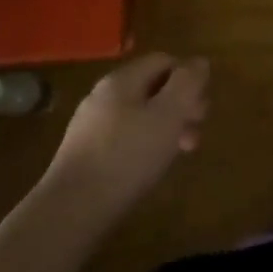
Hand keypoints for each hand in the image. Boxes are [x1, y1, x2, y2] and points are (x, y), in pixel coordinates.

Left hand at [45, 54, 209, 216]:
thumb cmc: (127, 157)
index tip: (201, 109)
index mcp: (122, 79)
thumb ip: (187, 83)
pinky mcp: (84, 153)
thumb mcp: (169, 115)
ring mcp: (90, 125)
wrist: (71, 211)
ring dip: (165, 128)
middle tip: (195, 134)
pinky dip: (144, 145)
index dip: (188, 78)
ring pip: (139, 114)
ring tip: (178, 154)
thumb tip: (200, 61)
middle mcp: (103, 94)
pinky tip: (149, 168)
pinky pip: (123, 137)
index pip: (163, 60)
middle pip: (152, 87)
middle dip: (179, 106)